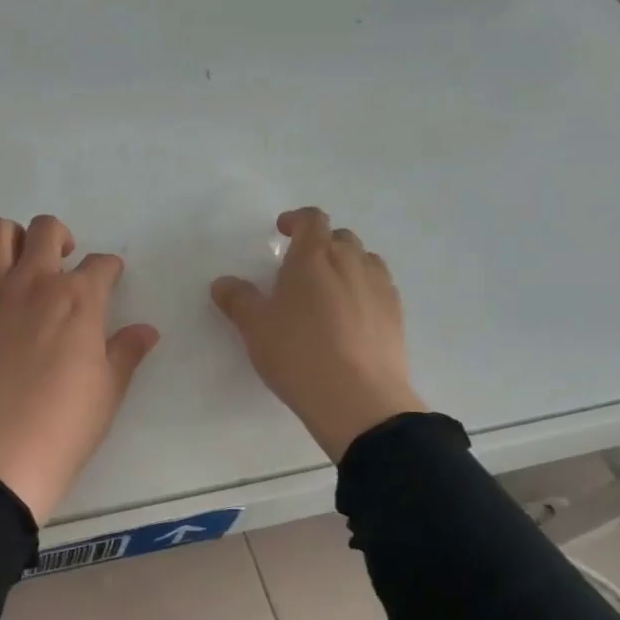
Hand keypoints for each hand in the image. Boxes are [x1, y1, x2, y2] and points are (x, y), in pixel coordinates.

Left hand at [0, 216, 159, 524]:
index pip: (101, 265)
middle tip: (64, 264)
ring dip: (11, 238)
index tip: (110, 280)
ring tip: (20, 263)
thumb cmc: (65, 428)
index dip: (110, 270)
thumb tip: (147, 330)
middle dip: (61, 238)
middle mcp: (34, 284)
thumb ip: (126, 352)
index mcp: (79, 300)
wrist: (1, 459)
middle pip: (47, 230)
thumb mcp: (109, 392)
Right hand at [211, 208, 425, 461]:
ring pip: (365, 261)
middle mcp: (351, 263)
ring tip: (327, 290)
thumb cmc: (298, 353)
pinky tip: (350, 317)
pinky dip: (363, 290)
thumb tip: (224, 283)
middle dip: (321, 244)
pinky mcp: (396, 316)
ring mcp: (379, 288)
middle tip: (300, 267)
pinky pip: (379, 288)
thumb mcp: (254, 327)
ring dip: (346, 265)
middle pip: (341, 238)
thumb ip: (238, 299)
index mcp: (314, 257)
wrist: (358, 399)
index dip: (296, 220)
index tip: (282, 230)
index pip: (312, 220)